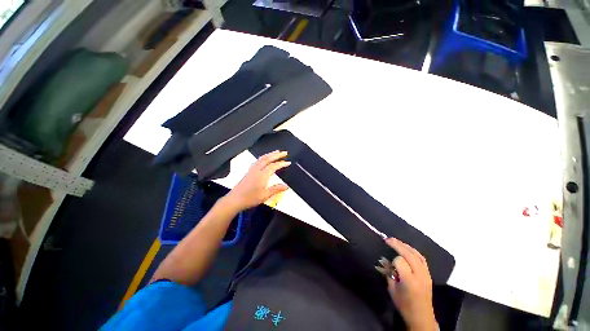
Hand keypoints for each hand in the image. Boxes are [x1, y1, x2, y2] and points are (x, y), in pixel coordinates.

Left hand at [224, 151, 289, 210]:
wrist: (235, 199)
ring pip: (262, 158)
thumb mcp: (265, 195)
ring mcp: (252, 170)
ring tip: (276, 152)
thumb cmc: (250, 198)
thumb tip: (286, 186)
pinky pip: (257, 161)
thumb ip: (276, 189)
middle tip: (284, 152)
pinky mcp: (249, 171)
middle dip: (277, 155)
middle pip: (267, 159)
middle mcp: (257, 170)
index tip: (288, 162)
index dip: (282, 164)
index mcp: (262, 175)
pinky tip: (264, 158)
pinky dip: (263, 157)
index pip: (274, 166)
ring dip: (270, 154)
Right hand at [385, 238, 437, 330]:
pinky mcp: (429, 274)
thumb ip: (389, 274)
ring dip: (405, 246)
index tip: (388, 265)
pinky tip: (407, 248)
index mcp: (409, 281)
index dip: (393, 261)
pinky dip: (413, 251)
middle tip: (387, 239)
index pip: (400, 261)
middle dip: (397, 245)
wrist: (422, 317)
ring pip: (417, 254)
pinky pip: (422, 258)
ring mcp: (426, 274)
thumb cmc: (404, 305)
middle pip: (409, 254)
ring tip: (396, 241)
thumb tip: (385, 261)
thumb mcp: (392, 290)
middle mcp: (419, 275)